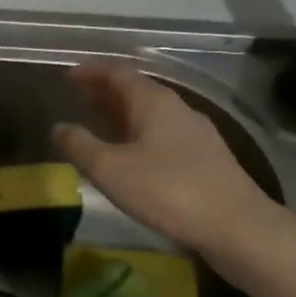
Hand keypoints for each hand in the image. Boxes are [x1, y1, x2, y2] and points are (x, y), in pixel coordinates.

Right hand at [52, 62, 289, 277]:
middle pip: (137, 89)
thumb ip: (80, 146)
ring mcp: (196, 133)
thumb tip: (58, 128)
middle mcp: (177, 108)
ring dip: (122, 113)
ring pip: (151, 113)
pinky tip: (132, 155)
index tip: (68, 74)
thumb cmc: (168, 190)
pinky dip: (139, 133)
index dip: (92, 71)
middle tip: (79, 96)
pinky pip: (163, 133)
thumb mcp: (111, 169)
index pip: (118, 72)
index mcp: (154, 101)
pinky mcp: (206, 158)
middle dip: (106, 91)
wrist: (237, 226)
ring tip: (99, 124)